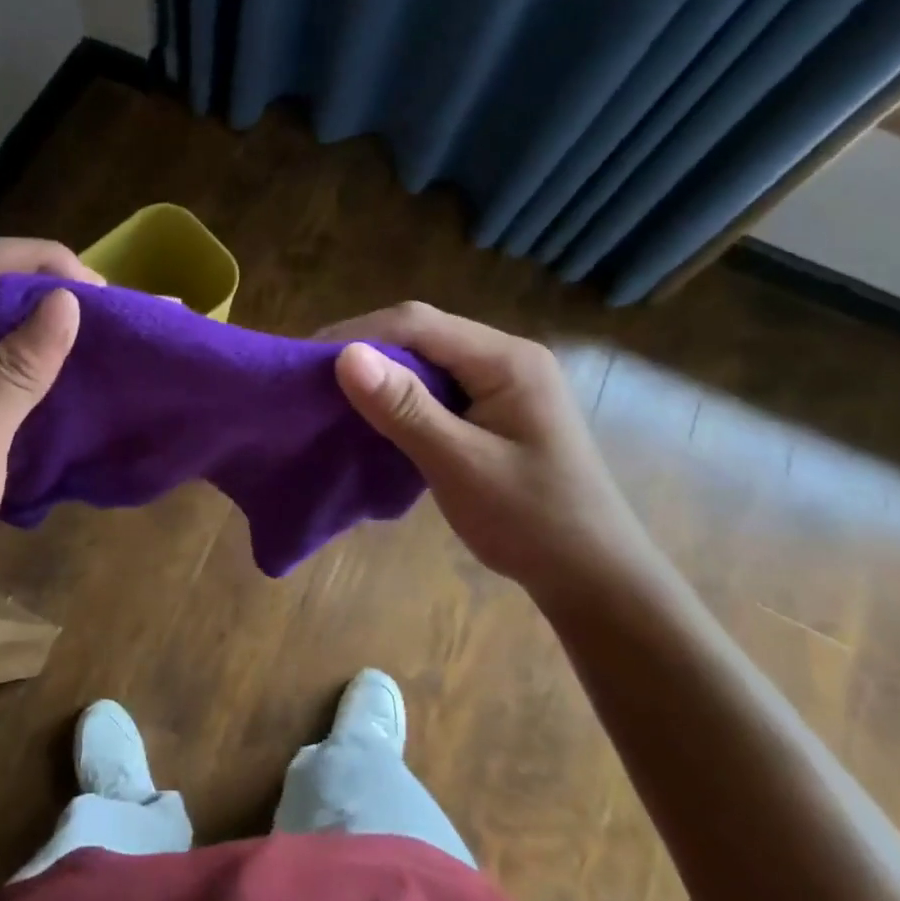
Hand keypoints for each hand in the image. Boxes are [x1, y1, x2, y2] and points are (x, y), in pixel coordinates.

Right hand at [320, 302, 664, 604]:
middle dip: (366, 350)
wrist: (593, 577)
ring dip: (382, 374)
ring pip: (427, 360)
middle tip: (312, 379)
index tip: (306, 359)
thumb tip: (344, 355)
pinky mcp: (495, 410)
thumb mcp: (461, 465)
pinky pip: (439, 388)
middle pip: (422, 335)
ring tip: (333, 395)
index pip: (418, 324)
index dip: (357, 334)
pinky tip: (375, 416)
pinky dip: (402, 397)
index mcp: (507, 360)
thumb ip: (405, 408)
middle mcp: (506, 358)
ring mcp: (503, 384)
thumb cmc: (531, 522)